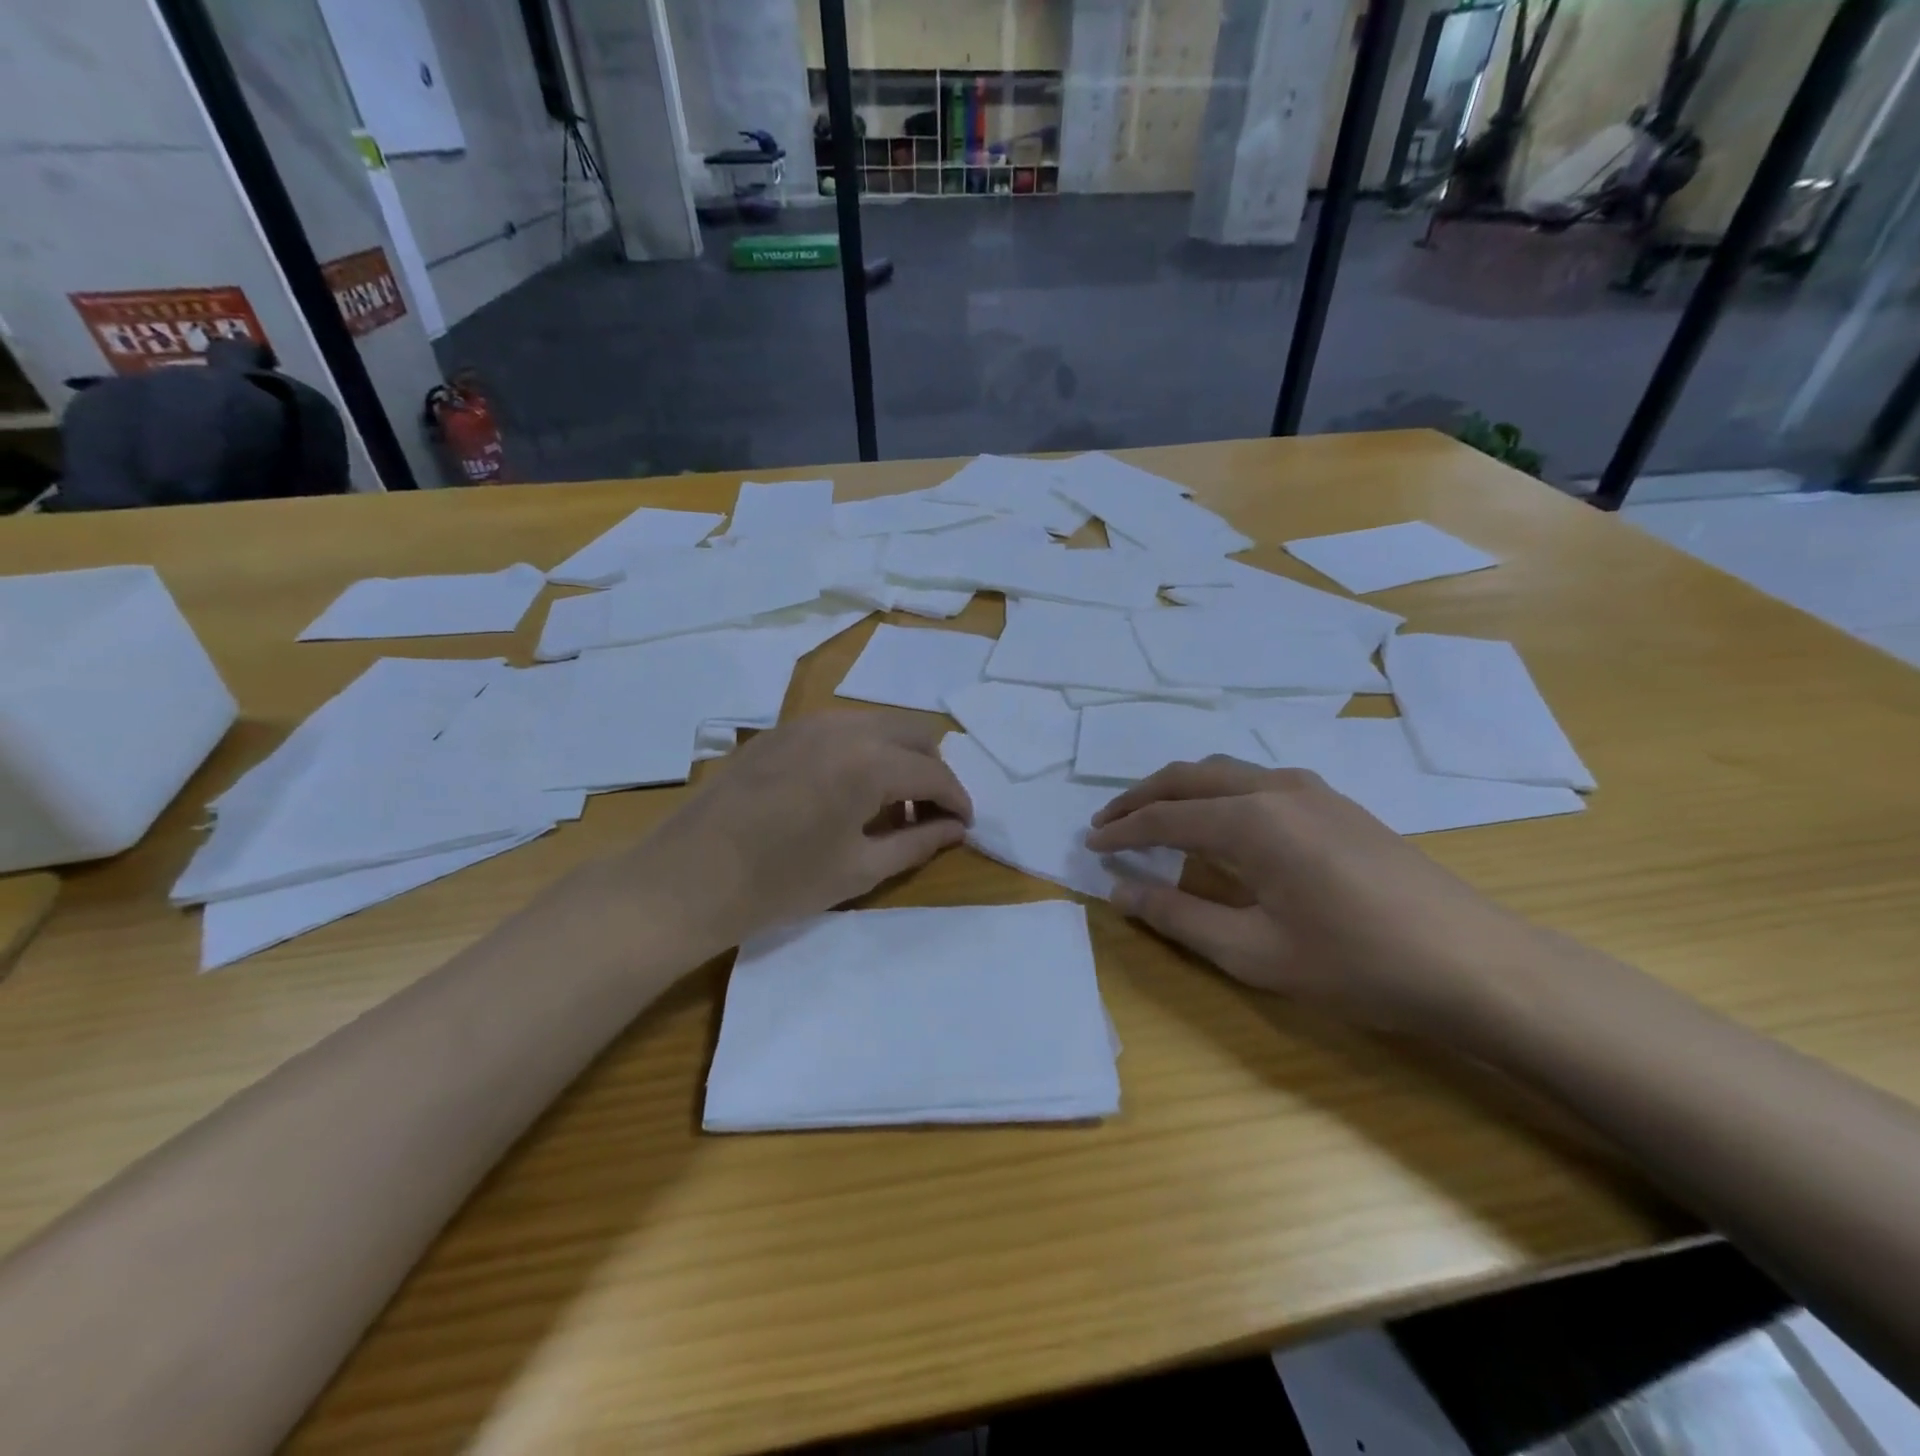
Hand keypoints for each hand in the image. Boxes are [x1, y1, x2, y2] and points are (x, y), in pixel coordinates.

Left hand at [610, 712, 971, 958]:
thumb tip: (956, 829)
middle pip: (913, 733)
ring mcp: (807, 722)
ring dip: (898, 758)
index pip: (934, 772)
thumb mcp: (859, 869)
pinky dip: (862, 751)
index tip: (963, 827)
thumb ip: (918, 842)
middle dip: (932, 771)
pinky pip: (841, 728)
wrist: (687, 879)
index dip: (957, 800)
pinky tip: (846, 791)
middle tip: (927, 816)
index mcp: (869, 762)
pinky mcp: (780, 729)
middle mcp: (843, 727)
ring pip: (877, 725)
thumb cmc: (779, 884)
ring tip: (887, 806)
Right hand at [1086, 757, 1551, 1037]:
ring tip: (1153, 818)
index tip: (1088, 844)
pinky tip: (1219, 823)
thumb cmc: (1356, 964)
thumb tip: (1119, 891)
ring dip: (1180, 790)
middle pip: (1189, 776)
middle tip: (1107, 821)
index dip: (1121, 830)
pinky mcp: (1336, 803)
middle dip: (1141, 796)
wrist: (1474, 963)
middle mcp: (1275, 788)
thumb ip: (1178, 916)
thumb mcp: (1253, 953)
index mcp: (1251, 821)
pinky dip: (1218, 793)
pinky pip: (1256, 781)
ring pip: (1225, 771)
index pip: (1165, 817)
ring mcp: (1312, 789)